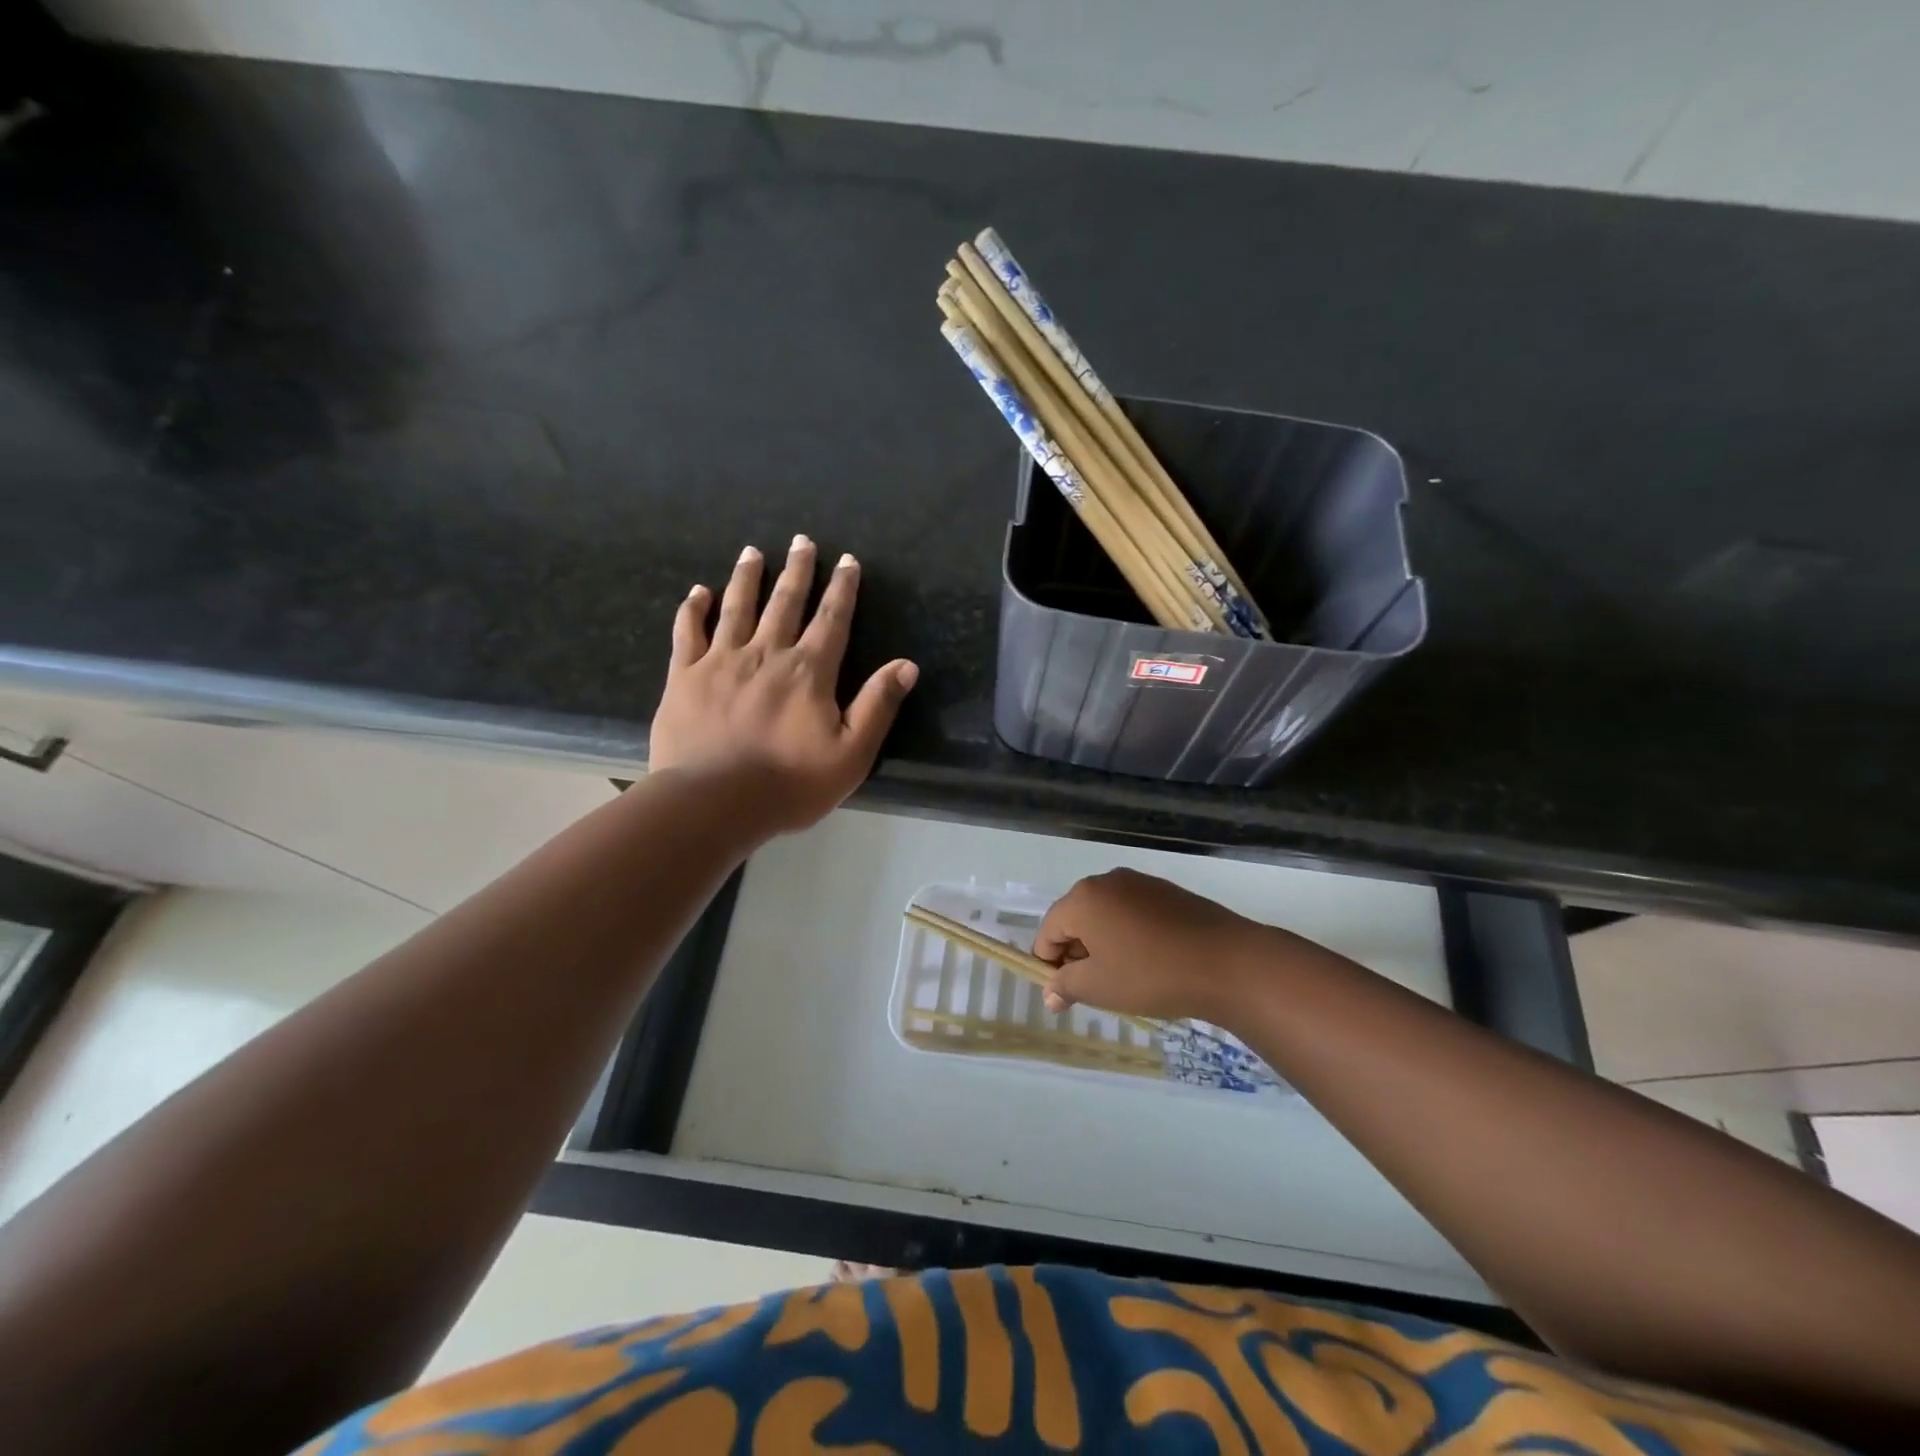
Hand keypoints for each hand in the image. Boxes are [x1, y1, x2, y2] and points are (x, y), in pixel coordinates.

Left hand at [649, 536, 917, 834]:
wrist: (713, 802)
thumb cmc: (789, 784)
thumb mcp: (851, 754)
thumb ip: (877, 705)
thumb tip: (907, 665)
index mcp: (809, 671)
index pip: (831, 620)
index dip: (842, 589)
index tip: (847, 560)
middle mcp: (766, 653)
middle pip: (785, 602)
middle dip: (797, 570)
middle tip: (801, 540)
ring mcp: (721, 661)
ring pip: (737, 607)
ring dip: (747, 578)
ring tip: (752, 552)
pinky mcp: (683, 676)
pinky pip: (688, 633)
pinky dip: (693, 610)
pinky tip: (697, 593)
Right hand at [1035, 868, 1275, 1021]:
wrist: (1227, 963)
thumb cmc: (1151, 975)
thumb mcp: (1099, 987)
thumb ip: (1066, 986)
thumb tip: (1051, 993)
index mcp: (1083, 899)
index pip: (1048, 931)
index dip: (1048, 964)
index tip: (1063, 993)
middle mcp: (1107, 881)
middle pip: (1076, 918)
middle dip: (1077, 952)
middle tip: (1093, 988)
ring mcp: (1140, 883)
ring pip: (1106, 915)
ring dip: (1104, 944)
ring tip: (1123, 978)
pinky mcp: (1167, 892)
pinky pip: (1133, 912)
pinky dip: (1130, 935)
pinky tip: (1149, 962)